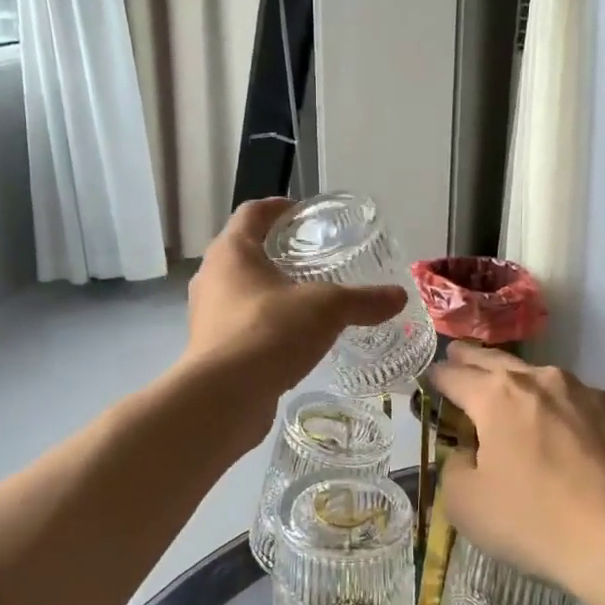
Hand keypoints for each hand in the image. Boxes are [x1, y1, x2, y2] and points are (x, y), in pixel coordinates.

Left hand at [184, 198, 406, 418]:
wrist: (224, 397)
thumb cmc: (270, 332)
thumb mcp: (327, 309)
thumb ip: (363, 300)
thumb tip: (398, 297)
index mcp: (232, 251)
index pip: (253, 213)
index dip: (278, 207)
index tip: (303, 212)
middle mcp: (211, 276)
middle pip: (243, 251)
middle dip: (275, 252)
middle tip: (311, 258)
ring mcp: (206, 314)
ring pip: (240, 291)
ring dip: (268, 291)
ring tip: (304, 300)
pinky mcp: (210, 349)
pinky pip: (239, 325)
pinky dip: (263, 324)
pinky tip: (290, 339)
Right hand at [429, 345, 604, 595]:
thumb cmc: (535, 521)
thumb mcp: (466, 504)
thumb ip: (456, 467)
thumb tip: (471, 454)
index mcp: (497, 397)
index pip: (455, 377)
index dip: (437, 377)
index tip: (430, 377)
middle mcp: (543, 383)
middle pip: (497, 362)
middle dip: (473, 358)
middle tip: (458, 355)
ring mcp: (589, 396)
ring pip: (543, 379)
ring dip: (521, 381)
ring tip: (510, 388)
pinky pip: (581, 405)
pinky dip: (563, 410)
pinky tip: (565, 431)